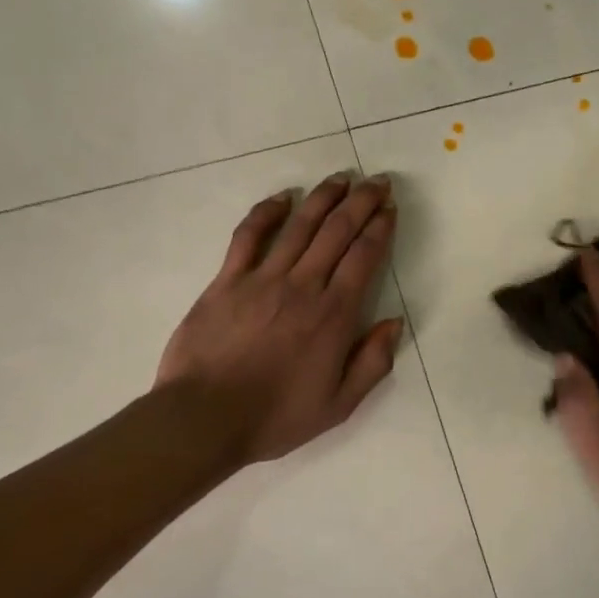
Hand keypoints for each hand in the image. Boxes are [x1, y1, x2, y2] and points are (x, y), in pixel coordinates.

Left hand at [156, 172, 403, 465]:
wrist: (204, 419)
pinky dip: (266, 212)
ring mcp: (262, 278)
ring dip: (323, 198)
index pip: (364, 257)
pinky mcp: (227, 280)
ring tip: (341, 178)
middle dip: (361, 202)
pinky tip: (282, 198)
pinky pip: (248, 236)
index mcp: (333, 315)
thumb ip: (371, 363)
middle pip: (337, 232)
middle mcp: (303, 286)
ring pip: (299, 226)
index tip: (390, 208)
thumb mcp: (338, 405)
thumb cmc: (275, 416)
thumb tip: (394, 322)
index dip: (380, 228)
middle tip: (376, 181)